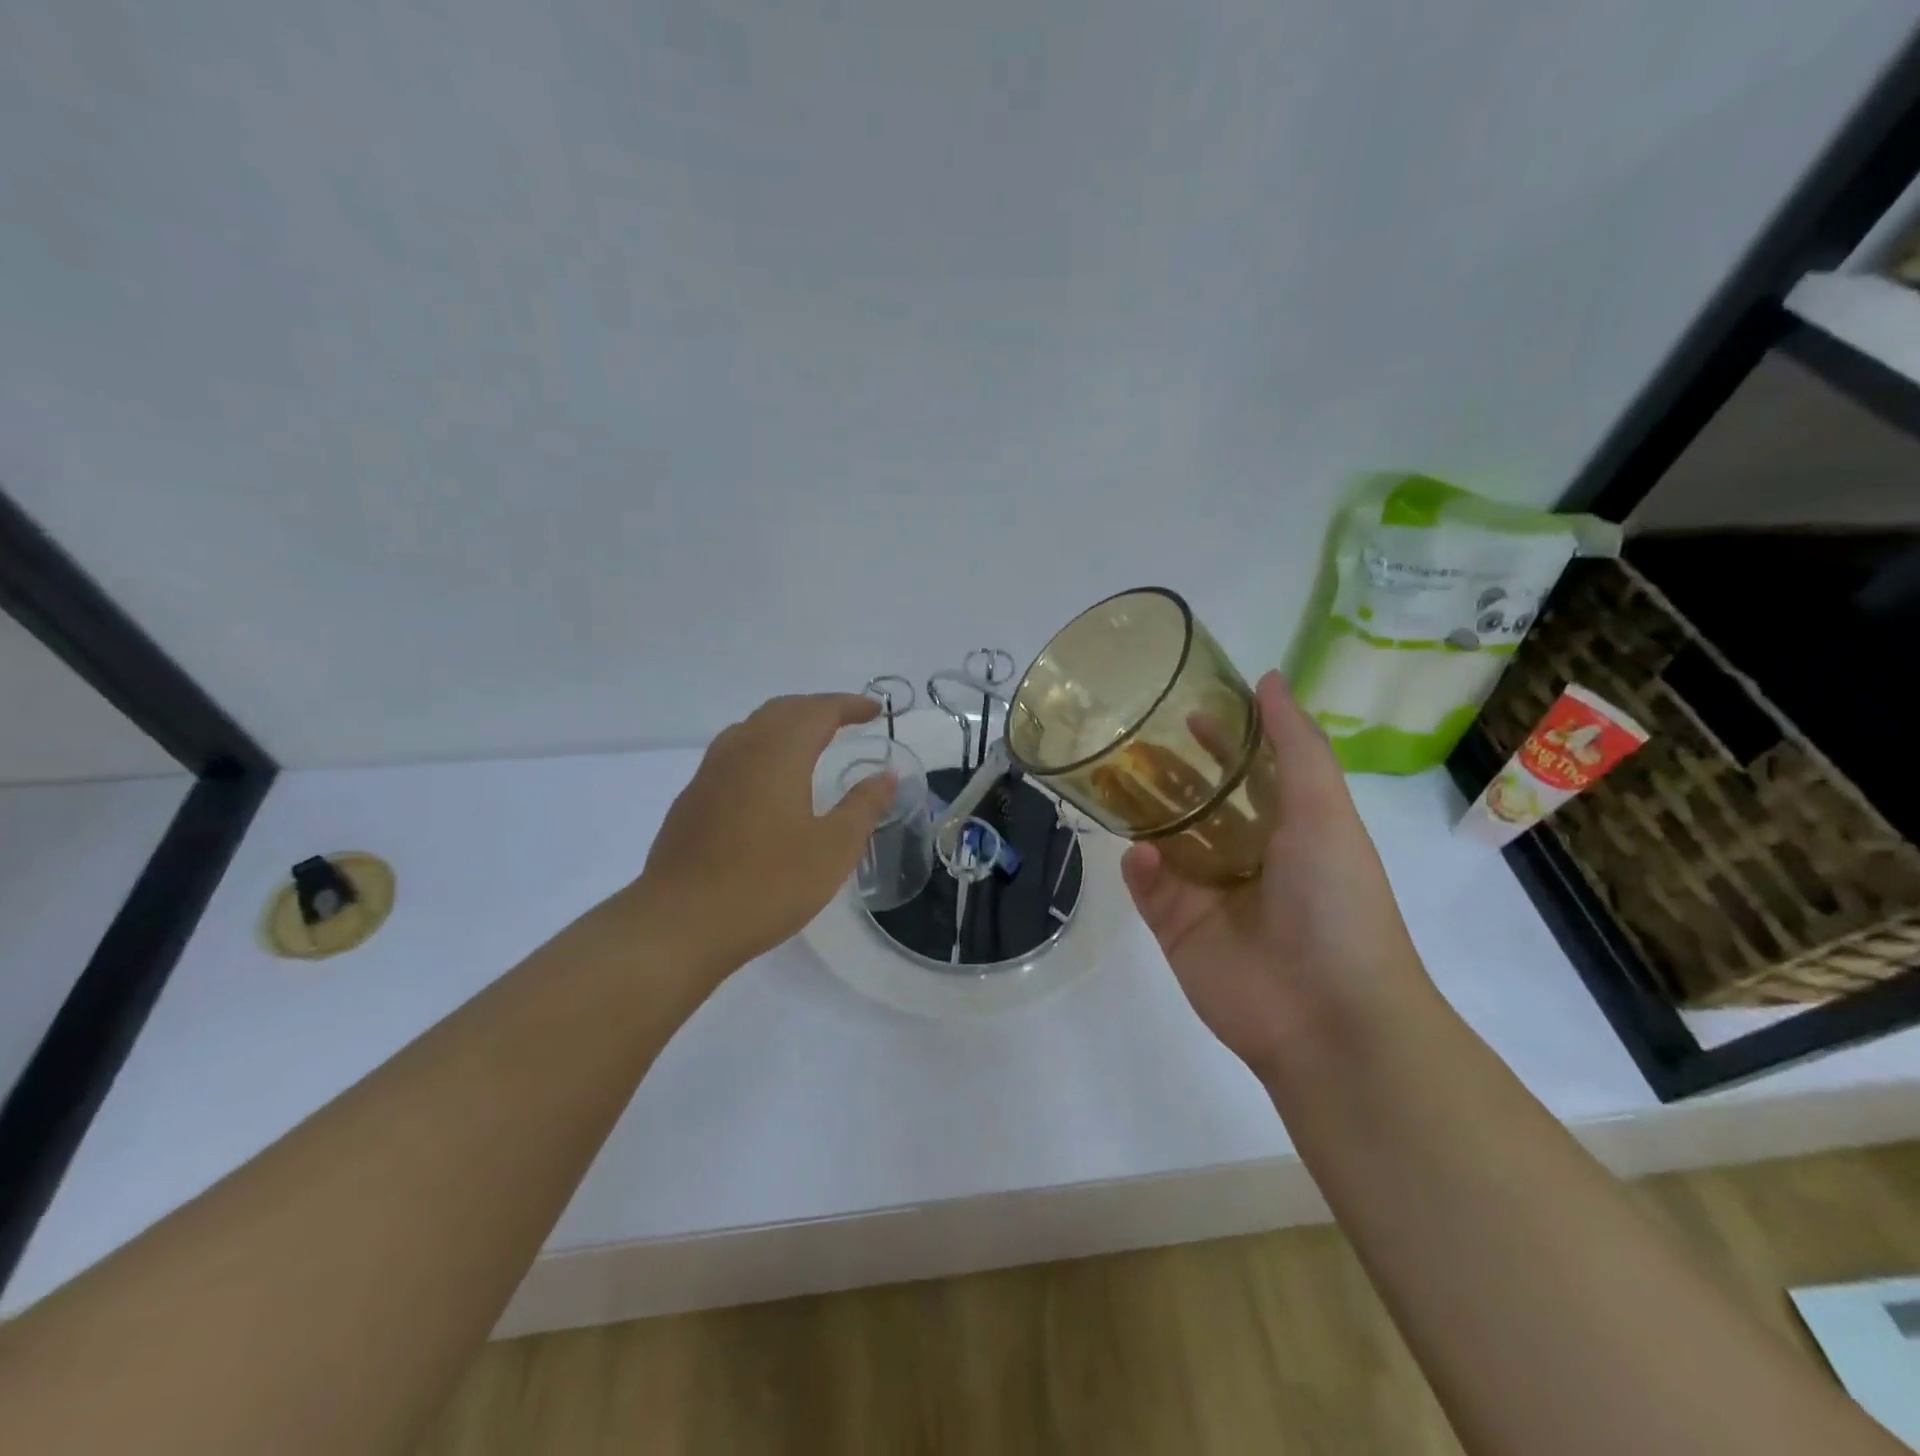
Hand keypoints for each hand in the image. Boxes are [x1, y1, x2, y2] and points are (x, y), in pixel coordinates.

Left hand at [633, 693, 897, 978]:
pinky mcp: (692, 799)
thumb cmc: (766, 885)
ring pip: (753, 728)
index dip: (850, 705)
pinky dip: (763, 748)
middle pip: (783, 710)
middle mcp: (740, 750)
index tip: (876, 710)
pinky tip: (768, 780)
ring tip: (812, 742)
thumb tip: (886, 775)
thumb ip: (863, 806)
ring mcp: (709, 773)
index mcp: (778, 753)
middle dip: (819, 708)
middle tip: (849, 720)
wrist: (679, 924)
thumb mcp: (832, 850)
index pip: (819, 710)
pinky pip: (734, 753)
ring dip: (787, 724)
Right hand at [1121, 672, 1435, 1078]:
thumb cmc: (1336, 901)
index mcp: (1286, 829)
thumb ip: (1296, 744)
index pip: (1246, 773)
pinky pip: (1148, 888)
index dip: (1221, 740)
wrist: (1329, 1015)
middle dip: (1167, 773)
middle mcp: (1245, 857)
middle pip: (1196, 804)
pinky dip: (1141, 868)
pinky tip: (1141, 855)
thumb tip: (1270, 678)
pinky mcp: (1177, 929)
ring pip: (1163, 842)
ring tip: (1109, 779)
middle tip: (1128, 741)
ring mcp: (1208, 895)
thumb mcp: (1325, 811)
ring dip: (1140, 813)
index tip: (1187, 709)